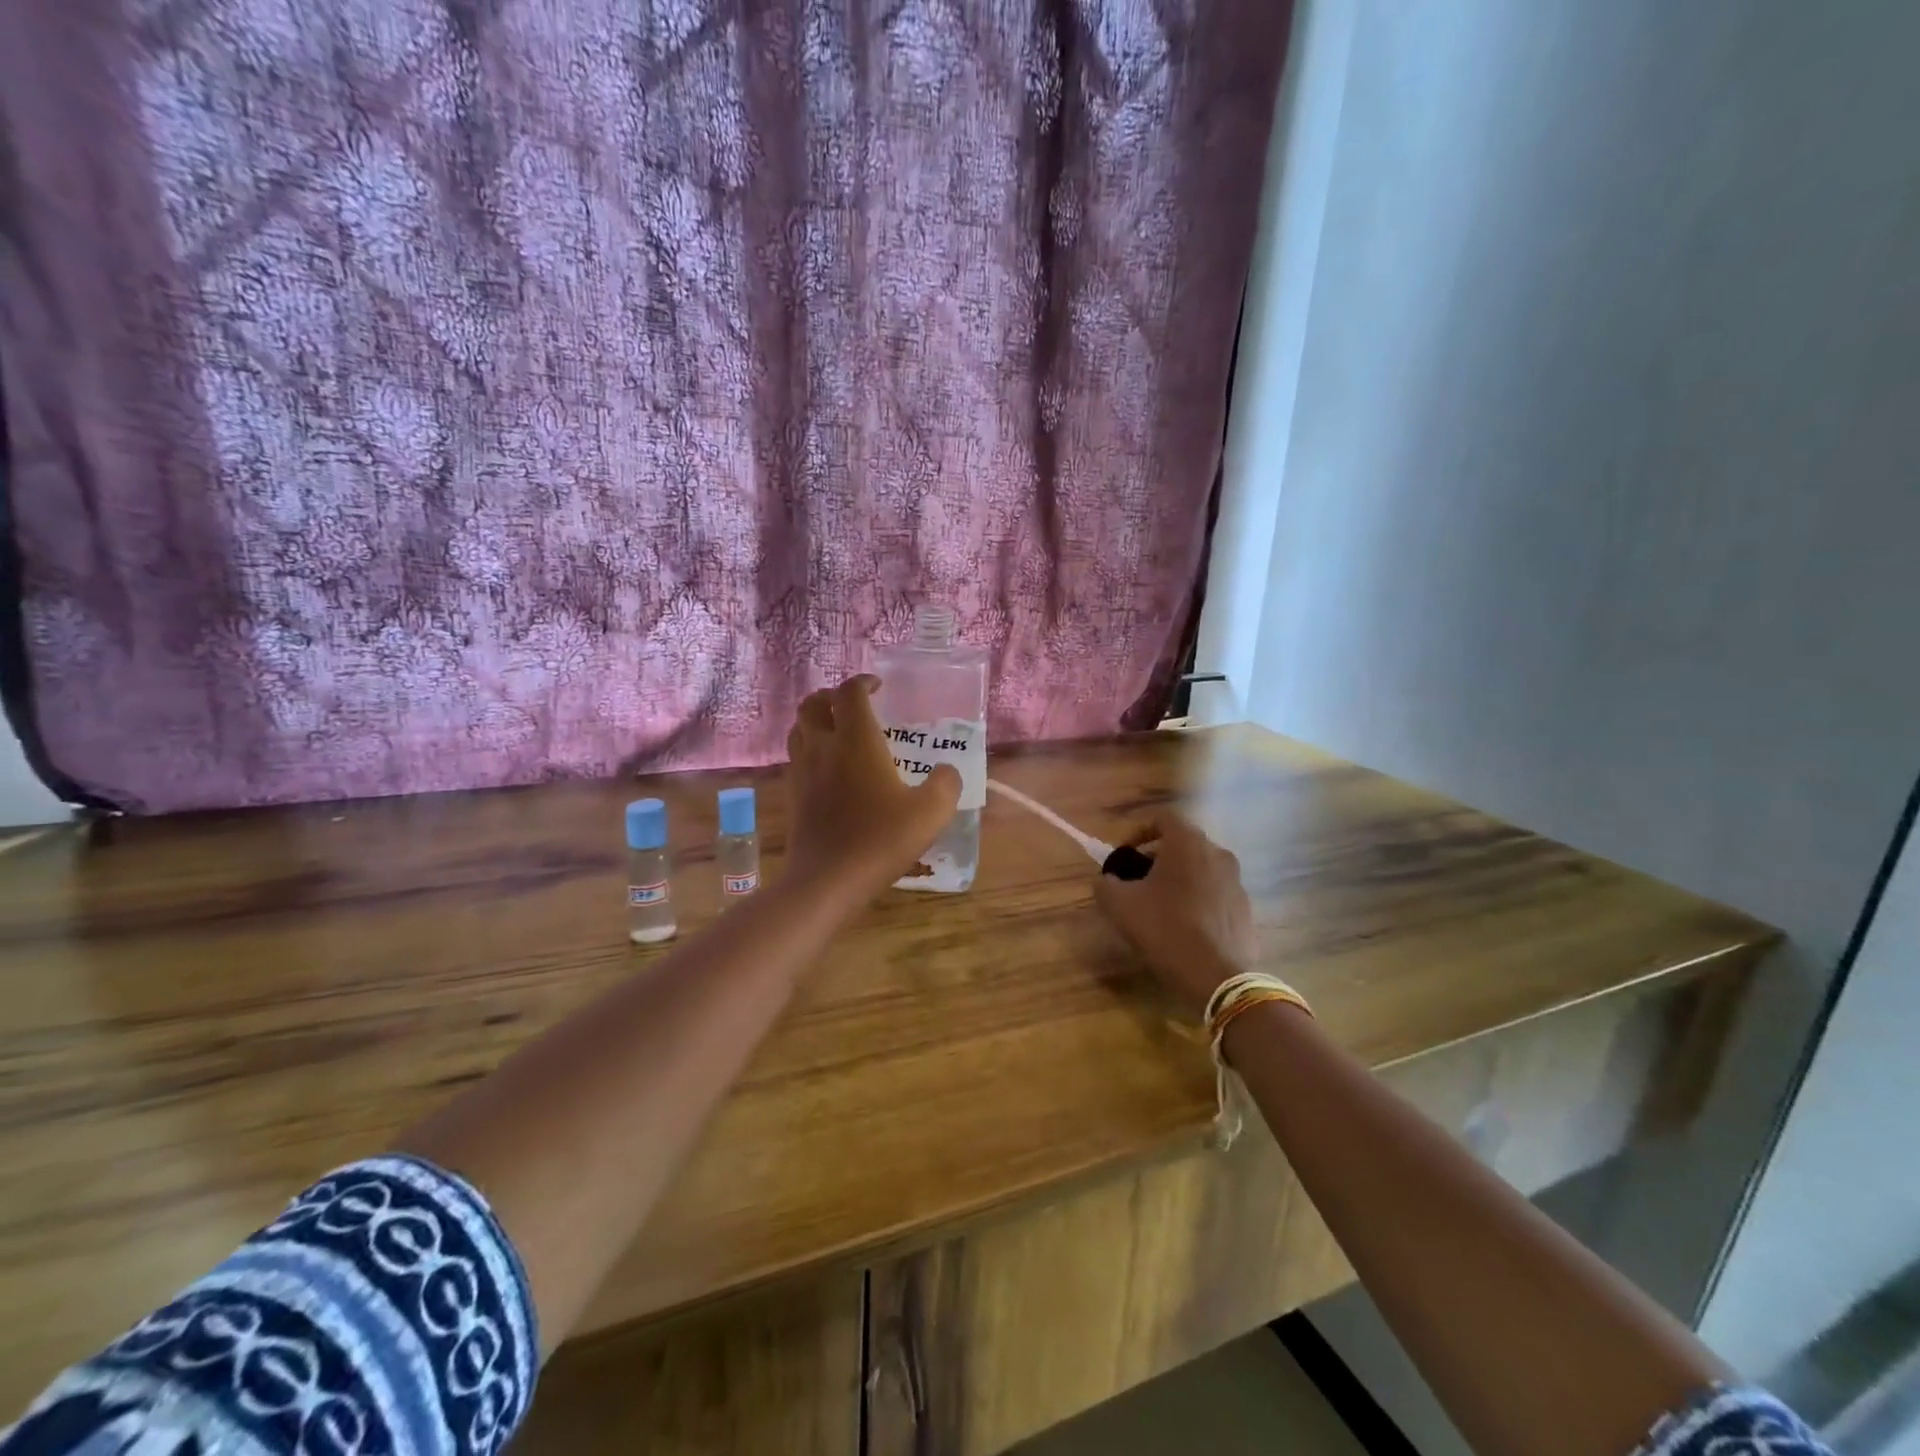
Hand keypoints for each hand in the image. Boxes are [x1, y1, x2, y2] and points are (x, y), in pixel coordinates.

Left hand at [785, 675, 961, 896]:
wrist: (827, 880)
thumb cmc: (880, 840)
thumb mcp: (930, 813)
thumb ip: (946, 785)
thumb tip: (946, 772)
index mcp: (856, 740)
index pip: (850, 692)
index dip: (863, 682)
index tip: (878, 686)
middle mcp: (823, 746)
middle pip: (813, 703)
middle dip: (832, 696)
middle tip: (854, 705)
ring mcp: (802, 771)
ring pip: (799, 728)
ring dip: (816, 720)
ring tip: (838, 731)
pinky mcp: (793, 795)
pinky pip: (796, 757)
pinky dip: (810, 749)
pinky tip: (829, 769)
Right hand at [1093, 814, 1255, 1018]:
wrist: (1218, 977)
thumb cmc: (1165, 929)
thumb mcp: (1120, 906)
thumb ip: (1105, 884)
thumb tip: (1106, 880)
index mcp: (1188, 843)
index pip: (1162, 818)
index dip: (1138, 831)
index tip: (1124, 855)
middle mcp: (1217, 853)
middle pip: (1182, 843)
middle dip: (1157, 857)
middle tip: (1137, 881)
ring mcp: (1236, 881)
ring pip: (1200, 869)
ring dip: (1178, 879)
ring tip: (1159, 906)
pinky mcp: (1245, 908)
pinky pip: (1214, 893)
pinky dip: (1197, 899)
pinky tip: (1183, 926)